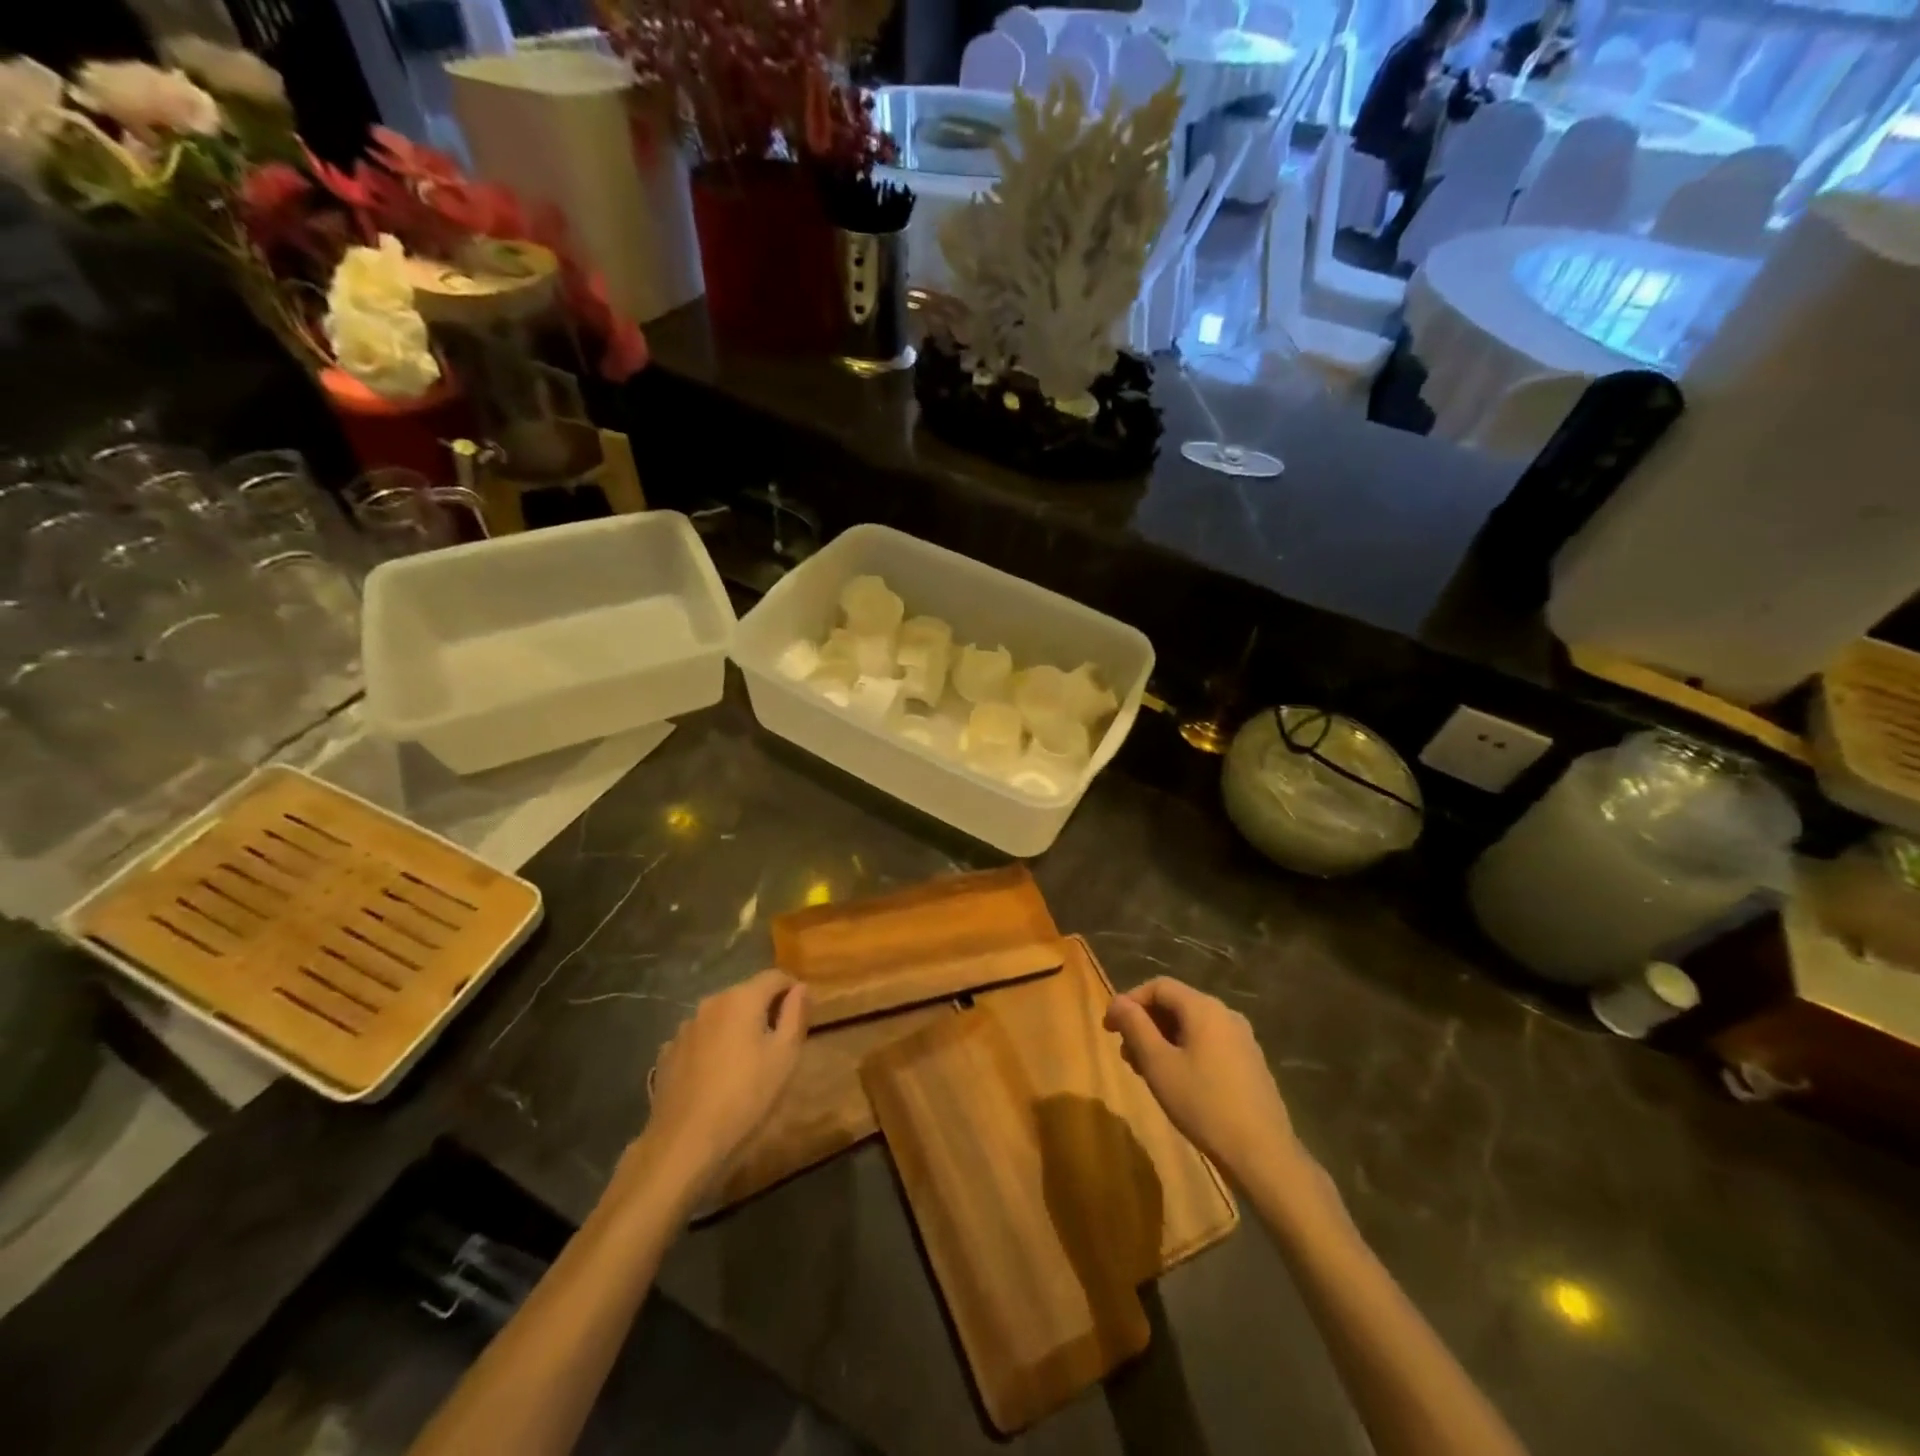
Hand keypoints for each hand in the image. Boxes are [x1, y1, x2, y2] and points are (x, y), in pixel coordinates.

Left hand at [642, 971, 806, 1192]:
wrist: (684, 1144)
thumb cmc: (746, 1097)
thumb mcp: (785, 1057)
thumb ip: (796, 1014)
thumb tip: (800, 988)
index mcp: (741, 999)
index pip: (775, 977)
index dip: (793, 991)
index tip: (802, 1016)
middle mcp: (710, 1003)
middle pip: (746, 994)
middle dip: (765, 1010)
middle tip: (780, 1043)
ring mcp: (685, 1028)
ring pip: (722, 1017)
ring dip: (738, 1029)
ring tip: (747, 1063)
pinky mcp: (667, 1054)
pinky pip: (700, 1039)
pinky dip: (713, 1048)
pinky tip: (716, 1077)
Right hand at [1104, 978, 1304, 1190]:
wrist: (1263, 1155)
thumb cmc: (1203, 1104)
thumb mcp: (1158, 1065)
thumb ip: (1135, 1027)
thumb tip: (1118, 1002)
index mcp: (1204, 1008)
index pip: (1159, 986)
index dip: (1129, 1002)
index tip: (1109, 1028)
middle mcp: (1226, 1014)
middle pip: (1176, 1005)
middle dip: (1145, 1024)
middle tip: (1125, 1054)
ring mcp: (1242, 1039)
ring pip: (1192, 1026)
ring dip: (1163, 1040)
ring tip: (1146, 1071)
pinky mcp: (1250, 1063)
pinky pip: (1209, 1043)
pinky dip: (1185, 1052)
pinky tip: (1177, 1082)